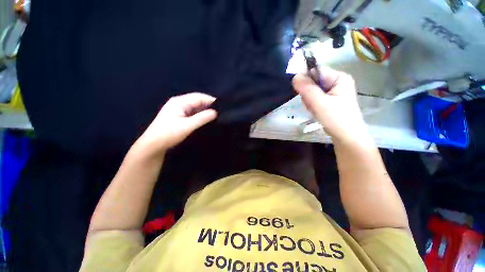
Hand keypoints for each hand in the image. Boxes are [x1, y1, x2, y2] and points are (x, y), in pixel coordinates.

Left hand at [136, 93, 216, 152]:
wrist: (153, 145)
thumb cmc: (168, 134)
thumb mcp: (187, 126)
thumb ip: (202, 118)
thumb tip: (215, 112)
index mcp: (179, 102)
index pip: (199, 97)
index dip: (211, 100)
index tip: (222, 106)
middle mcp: (179, 103)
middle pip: (197, 101)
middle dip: (208, 106)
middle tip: (220, 112)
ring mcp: (178, 110)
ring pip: (195, 108)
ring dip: (205, 111)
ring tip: (216, 116)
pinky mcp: (179, 117)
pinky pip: (193, 114)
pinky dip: (200, 116)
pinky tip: (206, 120)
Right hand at [292, 67, 366, 143]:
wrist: (346, 137)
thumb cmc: (336, 119)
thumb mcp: (319, 103)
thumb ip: (307, 89)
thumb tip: (294, 76)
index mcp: (339, 78)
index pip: (317, 71)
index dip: (305, 79)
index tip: (299, 92)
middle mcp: (337, 82)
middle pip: (313, 81)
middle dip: (308, 93)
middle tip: (311, 105)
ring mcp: (333, 92)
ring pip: (312, 91)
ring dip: (309, 101)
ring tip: (315, 110)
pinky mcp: (329, 100)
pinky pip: (314, 98)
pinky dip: (312, 105)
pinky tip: (316, 111)